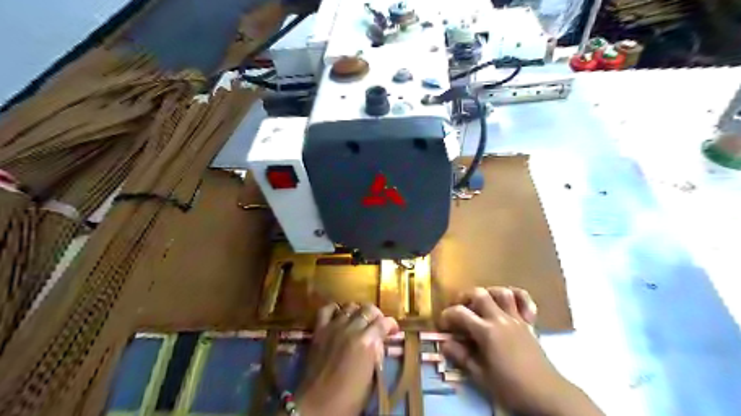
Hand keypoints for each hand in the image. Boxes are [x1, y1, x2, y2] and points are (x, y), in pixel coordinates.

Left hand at [295, 302, 398, 414]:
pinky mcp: (319, 330)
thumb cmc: (349, 397)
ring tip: (359, 320)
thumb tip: (378, 342)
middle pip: (368, 309)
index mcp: (367, 342)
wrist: (317, 405)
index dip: (392, 324)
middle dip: (376, 315)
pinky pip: (327, 309)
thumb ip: (376, 354)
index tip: (393, 330)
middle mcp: (352, 329)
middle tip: (377, 325)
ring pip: (350, 306)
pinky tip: (339, 315)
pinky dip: (335, 309)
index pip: (384, 322)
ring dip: (358, 311)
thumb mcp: (372, 377)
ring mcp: (334, 327)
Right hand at [439, 288, 600, 414]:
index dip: (447, 315)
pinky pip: (525, 301)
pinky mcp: (529, 323)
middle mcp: (500, 319)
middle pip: (479, 294)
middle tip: (458, 309)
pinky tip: (507, 301)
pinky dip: (516, 295)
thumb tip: (445, 343)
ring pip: (502, 292)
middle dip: (464, 297)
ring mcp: (517, 319)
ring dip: (488, 293)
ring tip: (480, 303)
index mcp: (486, 332)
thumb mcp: (481, 376)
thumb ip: (461, 356)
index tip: (443, 325)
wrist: (546, 394)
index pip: (460, 313)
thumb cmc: (510, 387)